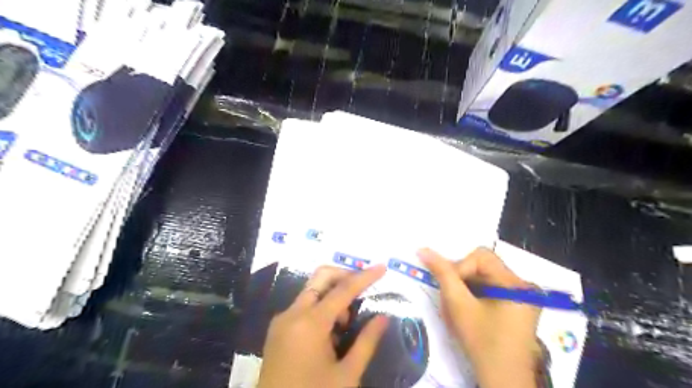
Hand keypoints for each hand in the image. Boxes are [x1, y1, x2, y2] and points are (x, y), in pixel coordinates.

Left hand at [258, 265, 388, 387]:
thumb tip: (384, 317)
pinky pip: (303, 306)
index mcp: (310, 323)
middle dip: (345, 277)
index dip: (365, 277)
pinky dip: (321, 308)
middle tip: (363, 290)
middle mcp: (292, 313)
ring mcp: (282, 319)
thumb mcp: (346, 375)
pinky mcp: (277, 328)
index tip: (382, 267)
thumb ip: (367, 342)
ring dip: (333, 295)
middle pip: (321, 278)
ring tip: (346, 323)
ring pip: (312, 291)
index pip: (343, 289)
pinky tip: (330, 333)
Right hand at [419, 247, 543, 387]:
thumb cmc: (480, 341)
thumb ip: (442, 273)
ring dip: (468, 285)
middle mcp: (525, 285)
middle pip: (485, 265)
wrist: (502, 379)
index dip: (460, 267)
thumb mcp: (458, 305)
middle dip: (464, 277)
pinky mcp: (519, 305)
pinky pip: (493, 287)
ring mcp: (524, 296)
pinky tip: (471, 308)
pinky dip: (478, 293)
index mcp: (515, 283)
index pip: (481, 256)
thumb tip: (423, 249)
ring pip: (487, 276)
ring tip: (460, 303)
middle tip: (451, 294)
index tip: (450, 288)